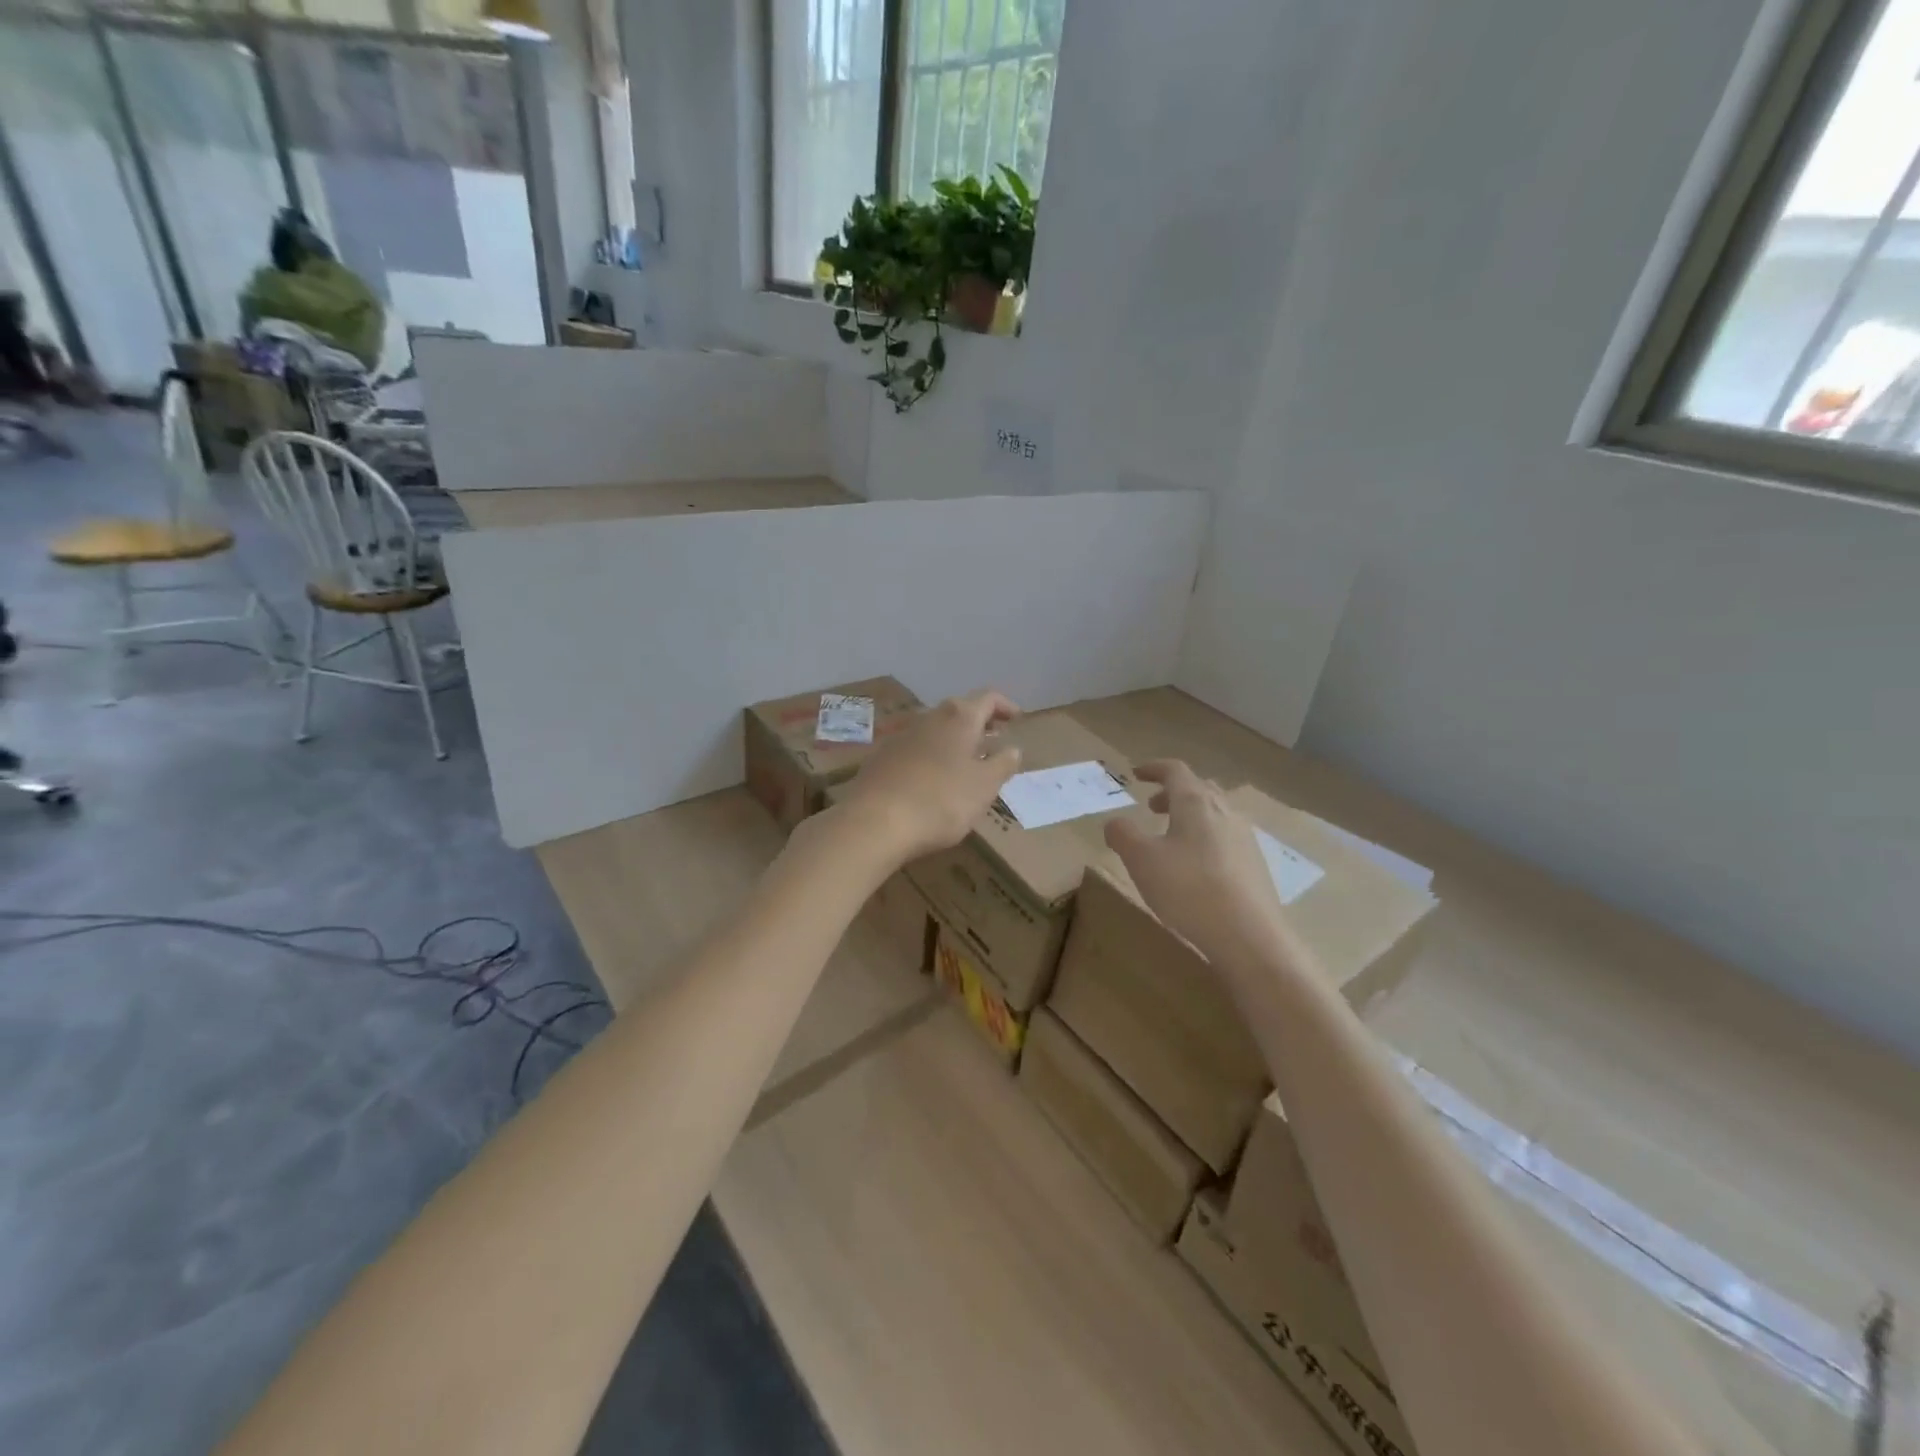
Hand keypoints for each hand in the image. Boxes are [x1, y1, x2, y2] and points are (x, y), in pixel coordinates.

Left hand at [829, 690, 1022, 864]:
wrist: (874, 822)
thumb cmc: (941, 800)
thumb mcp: (984, 787)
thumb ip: (1002, 764)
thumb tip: (1012, 748)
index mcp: (959, 718)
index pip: (988, 698)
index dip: (1005, 706)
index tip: (1017, 719)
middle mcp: (929, 717)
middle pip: (959, 711)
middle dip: (979, 723)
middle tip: (994, 740)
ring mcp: (901, 736)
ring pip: (935, 729)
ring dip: (954, 741)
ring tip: (967, 762)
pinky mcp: (881, 758)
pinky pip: (915, 749)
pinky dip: (932, 756)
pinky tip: (933, 780)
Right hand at [1103, 760, 1290, 970]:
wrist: (1249, 935)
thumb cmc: (1188, 889)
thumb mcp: (1141, 860)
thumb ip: (1123, 835)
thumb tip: (1114, 823)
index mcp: (1195, 802)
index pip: (1175, 770)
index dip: (1153, 768)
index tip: (1136, 773)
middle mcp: (1225, 811)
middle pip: (1199, 788)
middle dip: (1173, 793)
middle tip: (1152, 807)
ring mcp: (1245, 837)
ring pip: (1215, 813)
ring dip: (1190, 816)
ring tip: (1172, 838)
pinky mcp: (1256, 864)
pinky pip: (1226, 837)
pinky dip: (1206, 838)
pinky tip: (1196, 867)